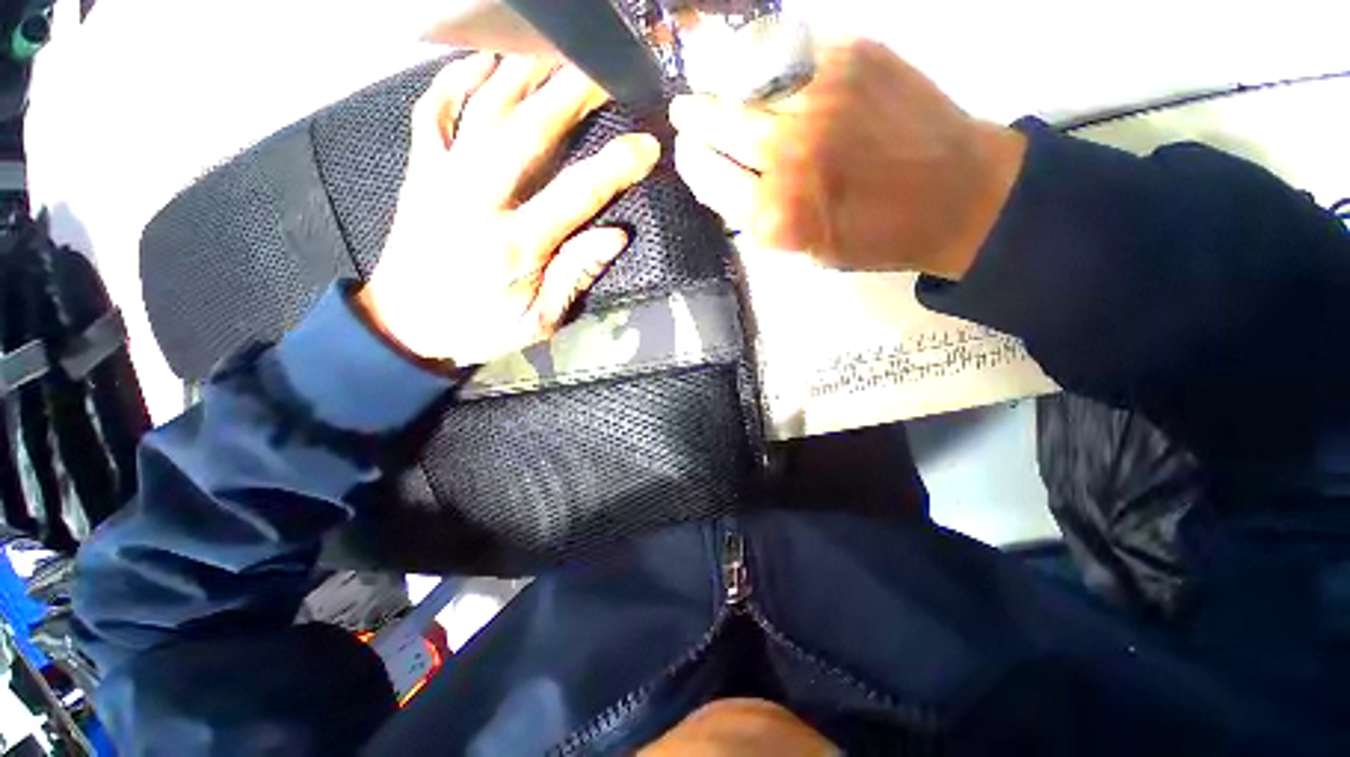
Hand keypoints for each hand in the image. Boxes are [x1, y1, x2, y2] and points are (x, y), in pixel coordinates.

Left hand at [355, 54, 660, 364]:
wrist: (400, 325)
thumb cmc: (471, 324)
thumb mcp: (533, 322)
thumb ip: (574, 277)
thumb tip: (616, 234)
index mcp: (512, 247)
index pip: (574, 195)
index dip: (616, 165)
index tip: (647, 142)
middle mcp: (475, 201)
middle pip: (529, 132)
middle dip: (574, 91)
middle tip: (609, 67)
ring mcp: (442, 176)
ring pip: (483, 108)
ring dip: (523, 70)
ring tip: (559, 45)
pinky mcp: (420, 166)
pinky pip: (431, 112)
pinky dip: (453, 79)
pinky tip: (484, 59)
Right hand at [669, 39, 1025, 278]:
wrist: (968, 194)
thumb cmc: (893, 229)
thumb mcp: (816, 248)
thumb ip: (758, 211)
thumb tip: (713, 162)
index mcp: (778, 211)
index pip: (699, 167)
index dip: (693, 152)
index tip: (693, 142)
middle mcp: (788, 148)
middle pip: (709, 114)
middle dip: (698, 112)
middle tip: (698, 107)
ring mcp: (818, 95)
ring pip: (743, 75)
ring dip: (738, 84)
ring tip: (752, 91)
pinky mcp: (849, 56)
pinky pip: (788, 48)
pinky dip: (781, 59)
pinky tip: (797, 75)